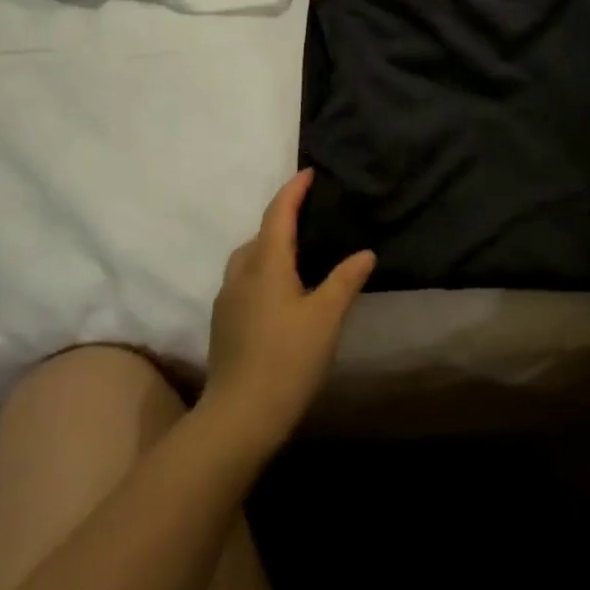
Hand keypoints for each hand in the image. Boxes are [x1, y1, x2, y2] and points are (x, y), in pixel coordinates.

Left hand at [202, 170, 374, 454]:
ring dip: (268, 247)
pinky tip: (281, 294)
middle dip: (280, 220)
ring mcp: (227, 301)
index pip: (277, 215)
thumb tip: (365, 253)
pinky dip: (262, 273)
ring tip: (297, 255)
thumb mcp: (326, 318)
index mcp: (266, 265)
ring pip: (248, 260)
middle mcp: (241, 275)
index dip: (293, 191)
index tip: (308, 174)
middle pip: (259, 235)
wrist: (240, 416)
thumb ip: (345, 280)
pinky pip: (244, 282)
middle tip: (310, 218)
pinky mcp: (223, 324)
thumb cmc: (288, 359)